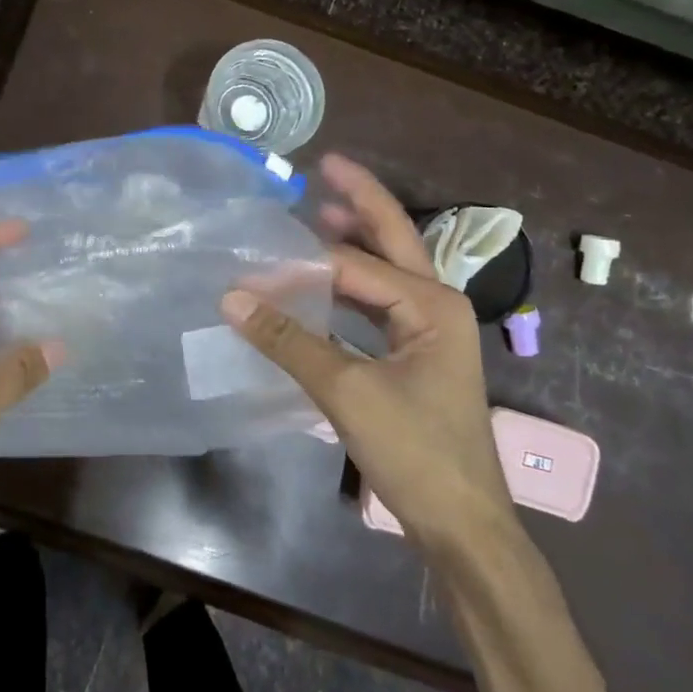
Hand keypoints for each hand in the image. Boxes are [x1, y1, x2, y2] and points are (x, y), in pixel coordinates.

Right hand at [222, 154, 514, 552]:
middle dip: (360, 203)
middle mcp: (436, 305)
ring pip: (385, 272)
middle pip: (393, 240)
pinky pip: (378, 305)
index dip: (299, 262)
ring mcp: (429, 332)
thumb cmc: (415, 451)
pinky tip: (323, 284)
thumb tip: (230, 297)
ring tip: (319, 214)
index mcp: (431, 304)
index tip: (250, 264)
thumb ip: (287, 339)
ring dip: (355, 244)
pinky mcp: (415, 356)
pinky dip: (350, 288)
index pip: (353, 265)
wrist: (462, 524)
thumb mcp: (345, 391)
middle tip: (326, 167)